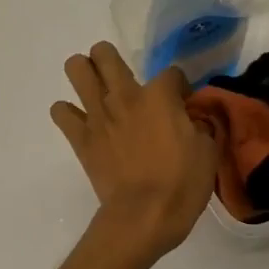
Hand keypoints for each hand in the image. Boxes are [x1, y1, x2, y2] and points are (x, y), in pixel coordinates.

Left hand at [52, 43, 216, 260]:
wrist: (144, 216)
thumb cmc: (182, 184)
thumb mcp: (207, 150)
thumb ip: (198, 125)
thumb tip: (191, 119)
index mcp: (159, 96)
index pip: (171, 72)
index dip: (179, 85)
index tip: (182, 101)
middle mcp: (123, 96)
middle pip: (105, 53)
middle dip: (112, 59)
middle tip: (123, 80)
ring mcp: (97, 115)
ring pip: (76, 69)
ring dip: (84, 73)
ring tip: (96, 89)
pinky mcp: (80, 138)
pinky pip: (60, 112)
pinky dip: (68, 113)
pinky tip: (81, 122)